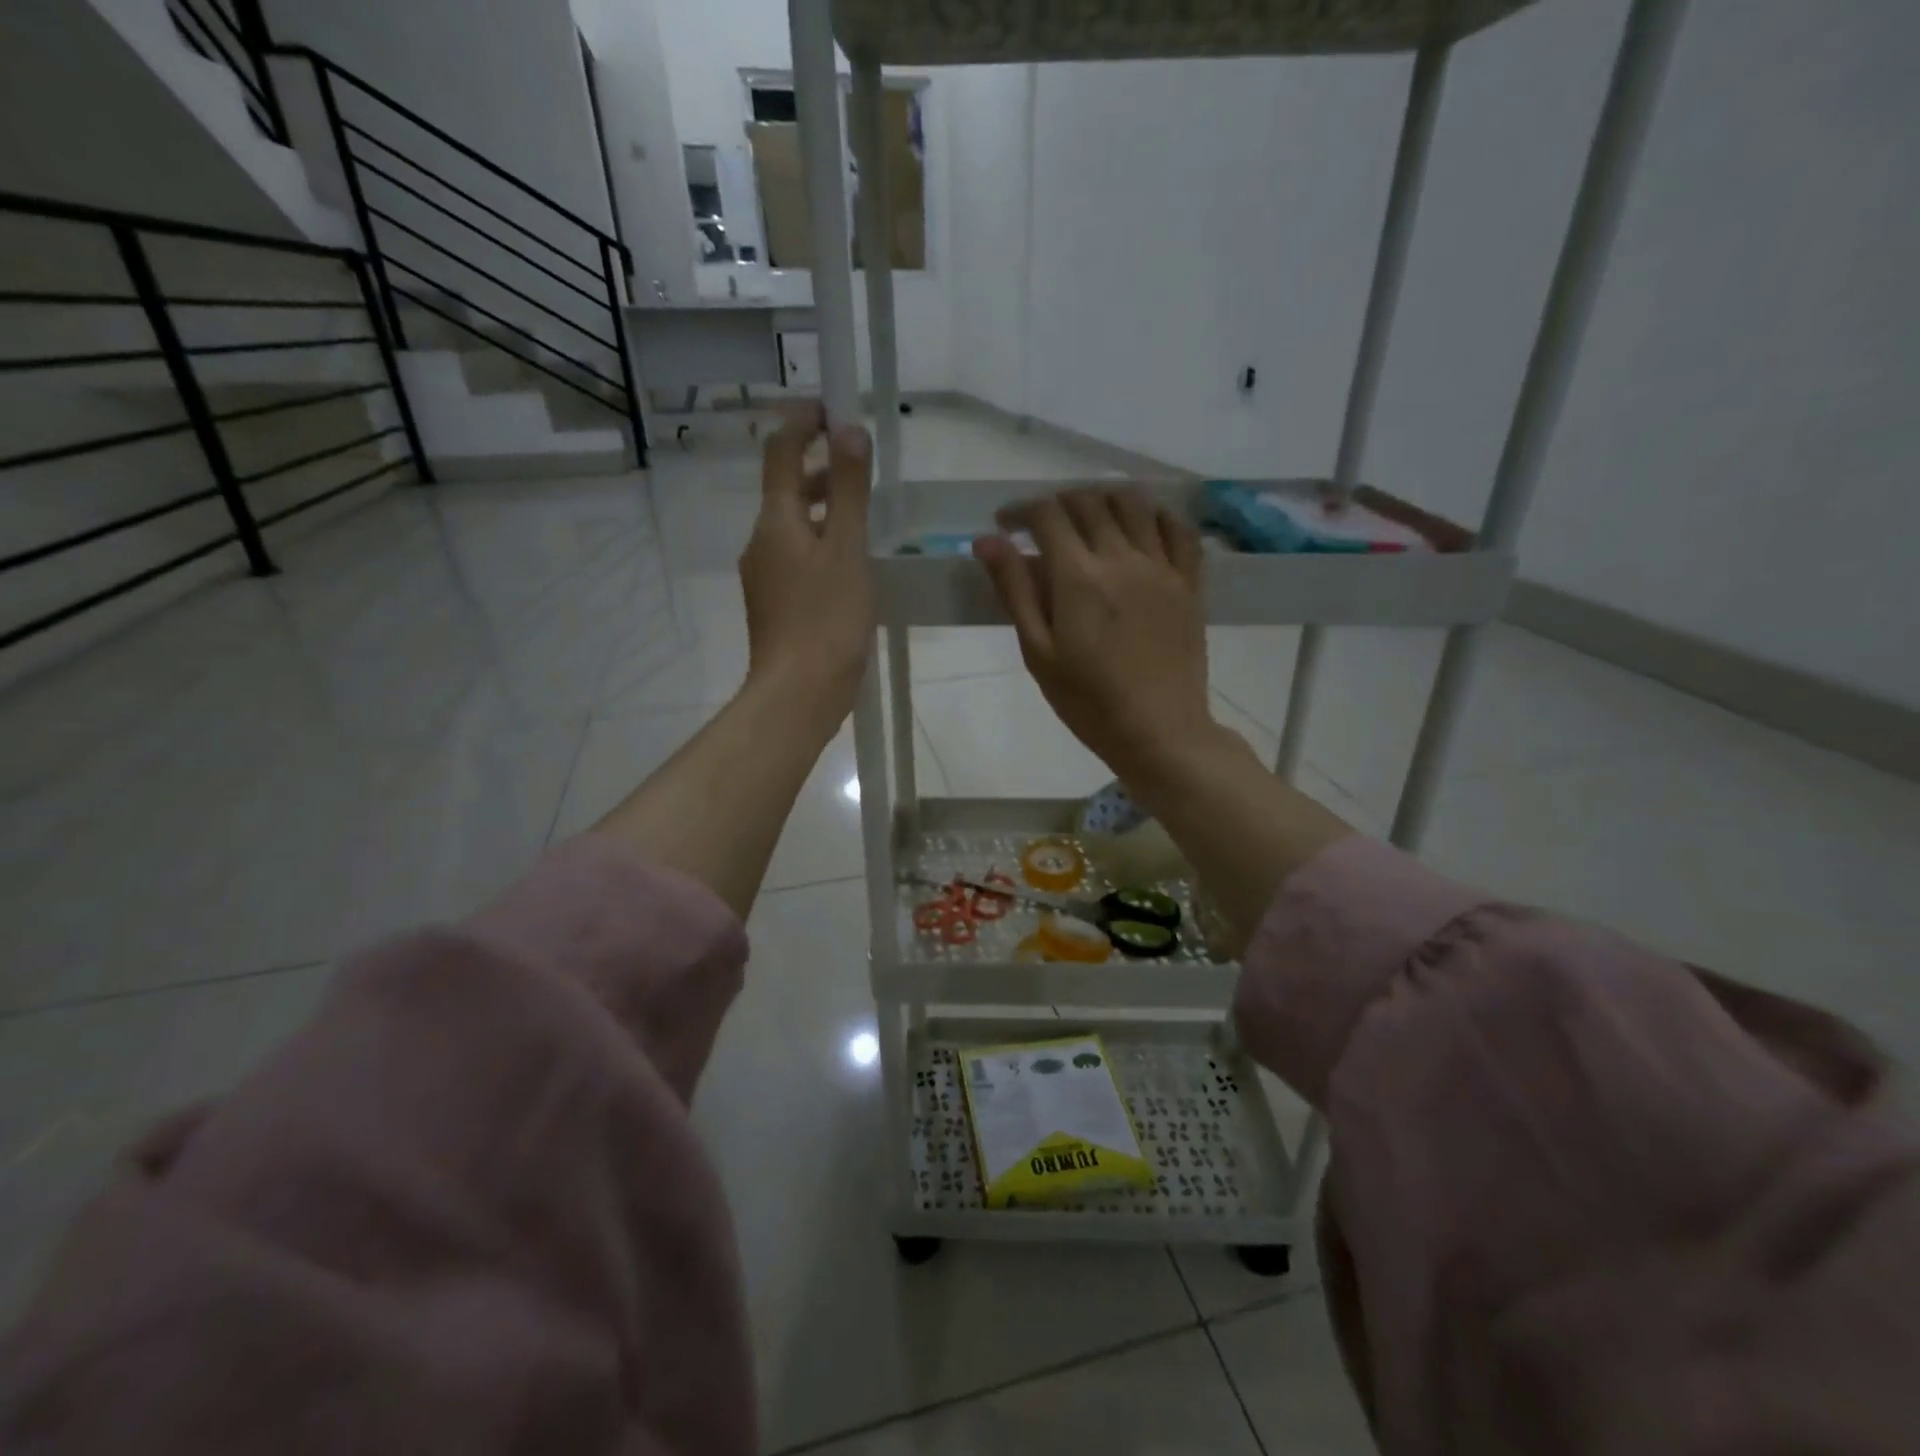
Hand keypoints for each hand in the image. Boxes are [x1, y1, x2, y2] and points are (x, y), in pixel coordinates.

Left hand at [739, 406, 873, 733]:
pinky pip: (799, 557)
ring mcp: (766, 576)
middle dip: (820, 467)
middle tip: (861, 460)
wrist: (799, 693)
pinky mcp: (778, 604)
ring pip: (794, 526)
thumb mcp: (847, 551)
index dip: (803, 423)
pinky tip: (852, 562)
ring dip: (824, 508)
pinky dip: (823, 544)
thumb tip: (848, 430)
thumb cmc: (826, 620)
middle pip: (787, 489)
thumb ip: (849, 491)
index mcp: (776, 521)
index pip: (780, 452)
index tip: (833, 408)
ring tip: (864, 510)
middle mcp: (762, 541)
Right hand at [972, 487, 1218, 780]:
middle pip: (1089, 501)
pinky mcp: (1190, 583)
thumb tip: (987, 541)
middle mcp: (1122, 558)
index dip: (1021, 511)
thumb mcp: (1039, 652)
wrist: (1159, 732)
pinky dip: (1156, 516)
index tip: (1006, 524)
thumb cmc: (1089, 702)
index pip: (1047, 515)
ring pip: (1135, 504)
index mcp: (1079, 577)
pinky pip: (1178, 530)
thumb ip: (1014, 591)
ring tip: (1089, 519)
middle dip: (1058, 504)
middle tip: (1043, 526)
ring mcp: (1162, 567)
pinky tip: (1142, 527)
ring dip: (1104, 499)